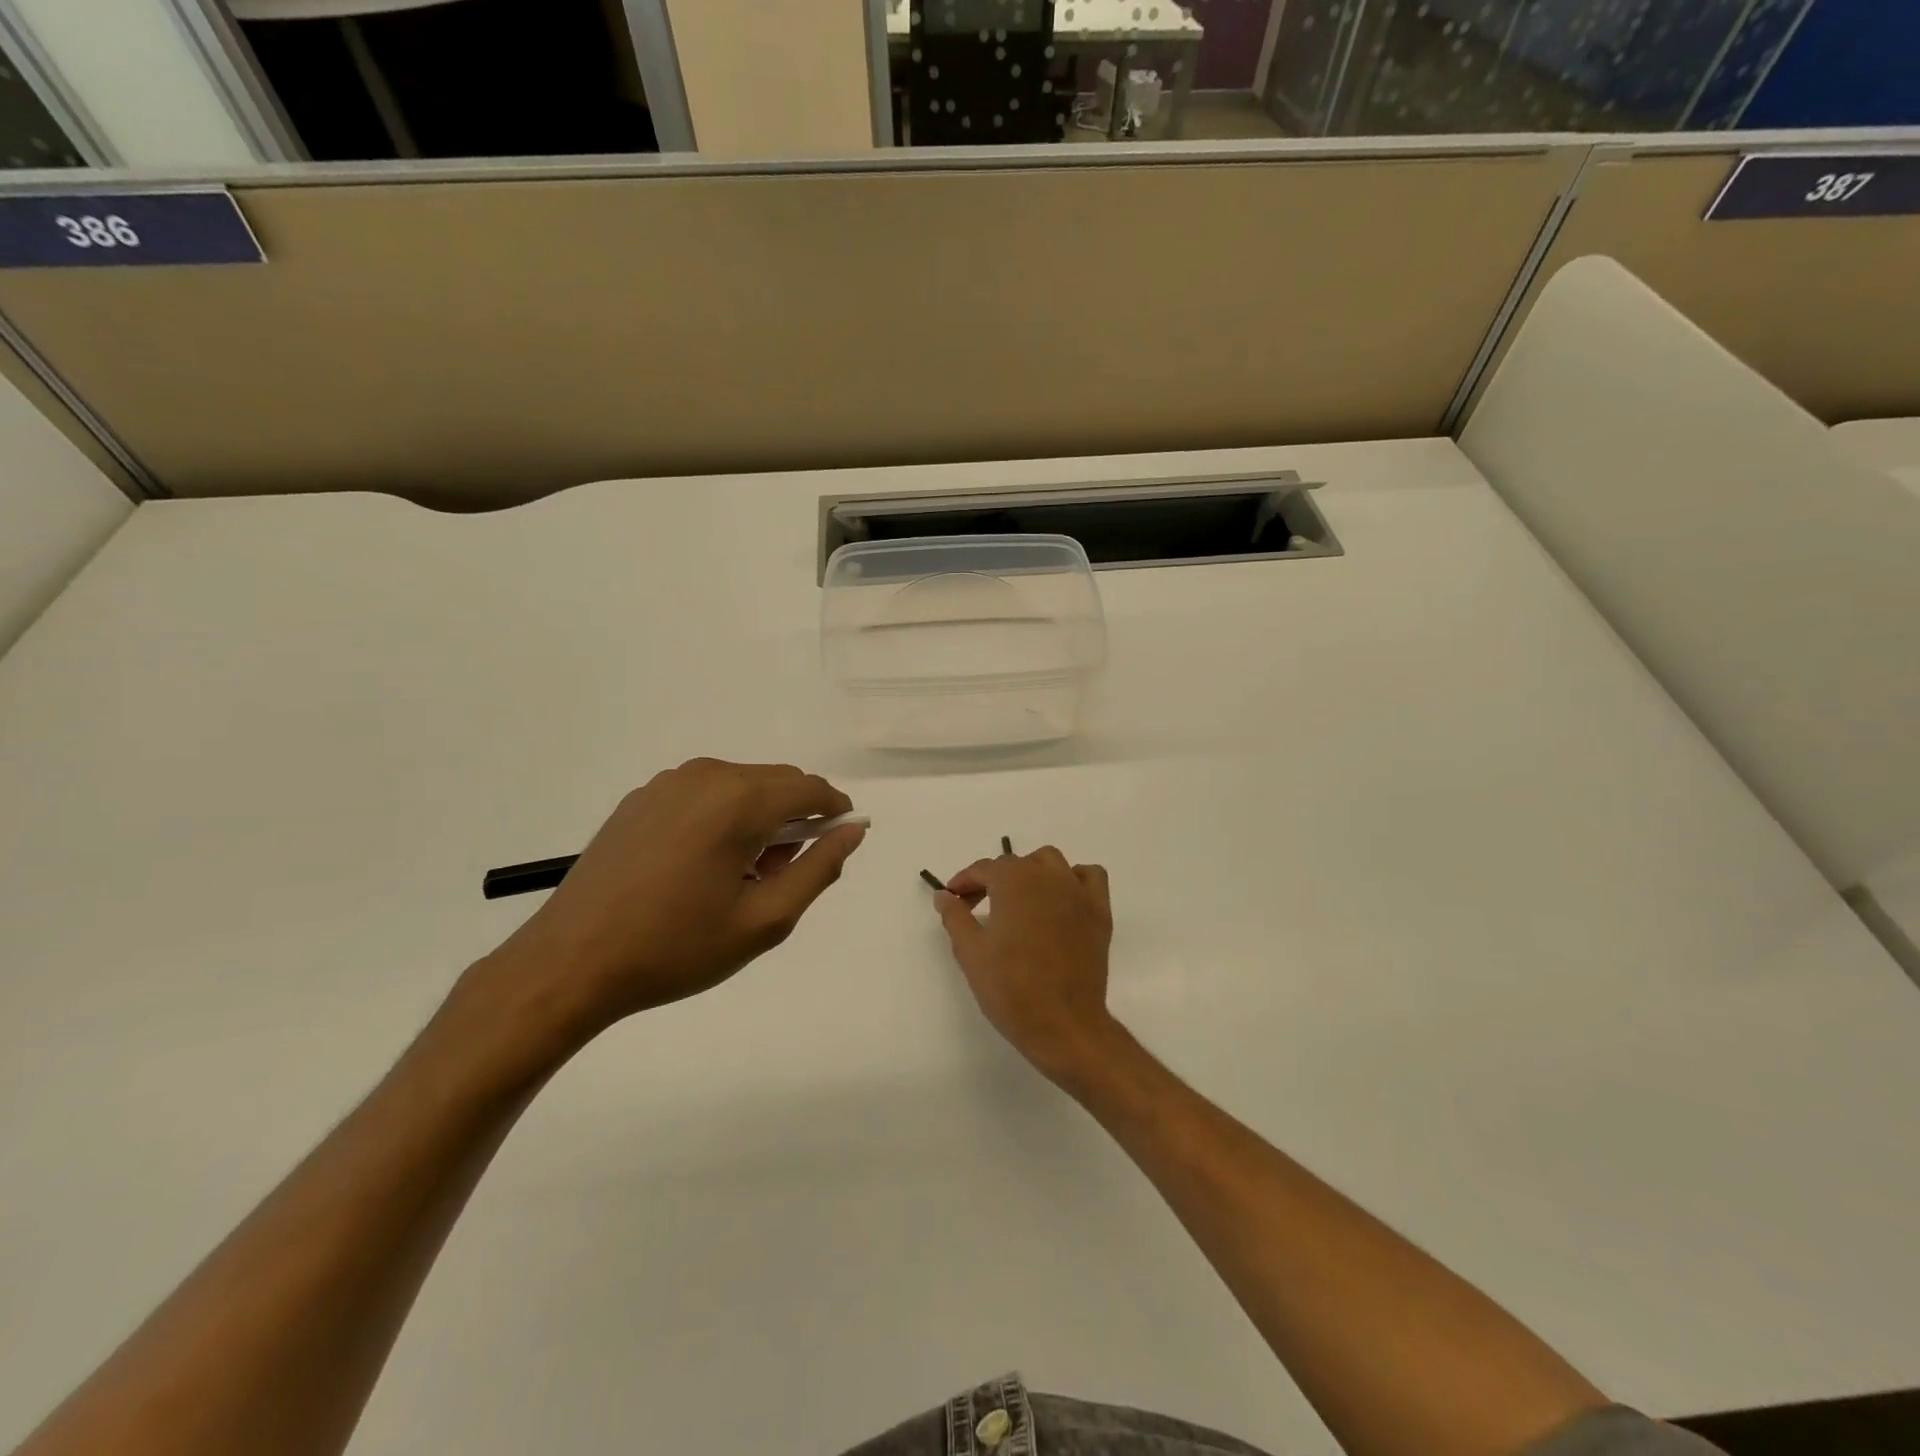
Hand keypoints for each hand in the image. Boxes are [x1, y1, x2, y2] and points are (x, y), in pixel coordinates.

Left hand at [475, 759, 865, 1051]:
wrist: (571, 962)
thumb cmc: (676, 946)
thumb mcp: (764, 920)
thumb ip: (818, 869)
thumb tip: (852, 831)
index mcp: (739, 800)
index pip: (811, 789)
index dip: (835, 812)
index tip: (839, 843)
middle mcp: (706, 776)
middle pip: (777, 782)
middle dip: (796, 818)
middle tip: (782, 875)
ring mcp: (668, 783)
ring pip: (742, 785)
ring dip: (760, 817)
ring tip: (741, 876)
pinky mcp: (641, 798)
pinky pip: (705, 794)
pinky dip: (724, 817)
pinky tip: (702, 866)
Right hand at [932, 846, 1117, 1084]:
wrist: (1063, 1025)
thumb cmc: (1010, 988)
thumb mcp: (970, 952)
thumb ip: (955, 917)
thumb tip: (944, 895)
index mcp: (1014, 881)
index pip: (984, 869)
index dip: (964, 882)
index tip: (953, 899)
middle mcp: (1047, 876)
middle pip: (1016, 864)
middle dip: (993, 880)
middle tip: (978, 908)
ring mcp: (1078, 891)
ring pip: (1051, 862)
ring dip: (1031, 872)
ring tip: (1019, 900)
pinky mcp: (1100, 911)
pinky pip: (1089, 876)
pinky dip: (1074, 878)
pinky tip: (1062, 899)